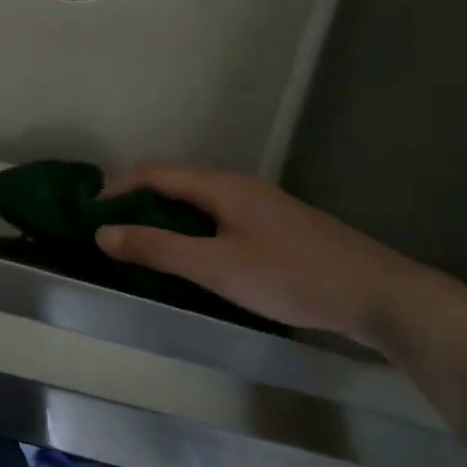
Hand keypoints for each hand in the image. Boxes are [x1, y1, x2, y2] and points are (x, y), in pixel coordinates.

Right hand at [95, 163, 442, 346]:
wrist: (377, 293)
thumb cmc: (290, 276)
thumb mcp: (215, 266)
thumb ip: (157, 249)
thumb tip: (102, 232)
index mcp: (221, 185)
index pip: (155, 173)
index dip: (117, 188)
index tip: (89, 212)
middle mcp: (238, 185)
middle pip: (175, 182)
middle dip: (137, 201)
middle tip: (110, 231)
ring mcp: (260, 205)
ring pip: (198, 200)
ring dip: (164, 216)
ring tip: (140, 244)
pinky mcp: (275, 226)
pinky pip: (217, 216)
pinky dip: (190, 228)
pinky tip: (190, 255)